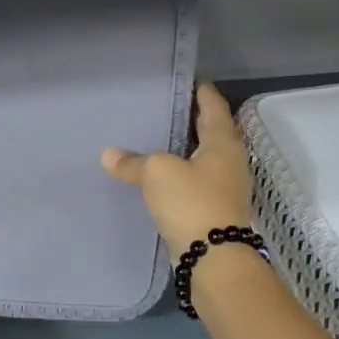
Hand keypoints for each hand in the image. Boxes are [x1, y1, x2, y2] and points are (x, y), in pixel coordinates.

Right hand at [102, 84, 255, 258]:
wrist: (213, 258)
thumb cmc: (192, 202)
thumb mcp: (157, 173)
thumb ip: (133, 162)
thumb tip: (109, 156)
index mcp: (223, 143)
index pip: (213, 108)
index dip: (202, 93)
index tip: (192, 80)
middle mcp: (229, 162)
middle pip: (212, 133)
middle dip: (193, 121)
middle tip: (168, 108)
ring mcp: (224, 188)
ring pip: (203, 160)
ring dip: (185, 150)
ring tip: (159, 140)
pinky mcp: (213, 211)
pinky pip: (194, 183)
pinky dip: (179, 175)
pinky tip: (159, 177)